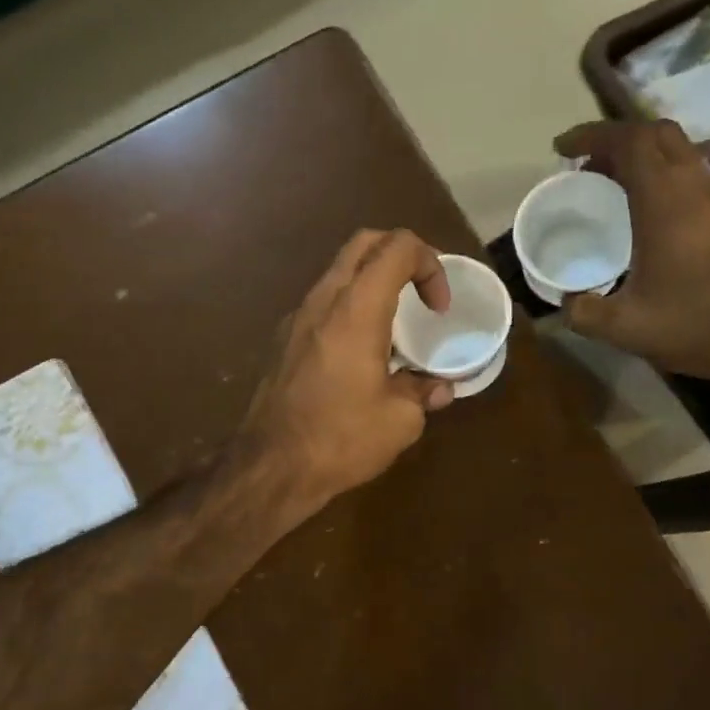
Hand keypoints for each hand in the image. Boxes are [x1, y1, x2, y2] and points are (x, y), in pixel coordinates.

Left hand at [239, 228, 456, 515]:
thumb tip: (439, 388)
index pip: (397, 247)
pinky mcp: (283, 339)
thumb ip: (423, 392)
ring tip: (395, 322)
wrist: (270, 467)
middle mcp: (323, 300)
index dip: (429, 264)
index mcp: (356, 309)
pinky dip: (350, 305)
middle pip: (364, 243)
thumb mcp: (399, 420)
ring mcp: (297, 317)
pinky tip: (361, 350)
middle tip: (422, 291)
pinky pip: (323, 301)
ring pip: (339, 271)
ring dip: (372, 280)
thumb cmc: (340, 438)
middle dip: (401, 255)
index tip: (439, 309)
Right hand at [553, 120, 709, 408]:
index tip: (561, 149)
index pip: (629, 140)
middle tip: (586, 167)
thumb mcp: (627, 328)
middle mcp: (695, 188)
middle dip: (616, 140)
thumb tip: (565, 302)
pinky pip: (691, 175)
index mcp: (666, 202)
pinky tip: (645, 215)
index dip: (591, 134)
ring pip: (678, 153)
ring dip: (641, 158)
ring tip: (609, 189)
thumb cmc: (702, 325)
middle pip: (656, 134)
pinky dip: (661, 177)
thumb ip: (584, 313)